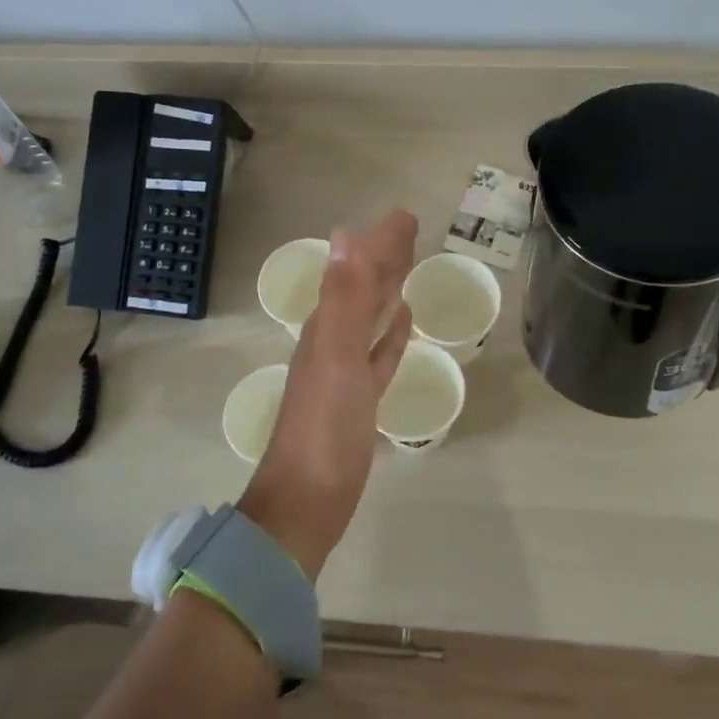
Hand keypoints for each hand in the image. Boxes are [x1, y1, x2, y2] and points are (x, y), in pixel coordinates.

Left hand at [238, 210, 416, 579]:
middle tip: (411, 230)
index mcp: (326, 328)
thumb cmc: (324, 430)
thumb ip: (344, 299)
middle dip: (384, 258)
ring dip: (388, 291)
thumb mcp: (336, 358)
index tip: (406, 216)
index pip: (356, 272)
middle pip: (362, 290)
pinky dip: (390, 335)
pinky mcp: (359, 399)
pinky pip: (378, 355)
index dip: (380, 243)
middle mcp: (332, 342)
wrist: (307, 502)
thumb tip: (346, 235)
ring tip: (407, 268)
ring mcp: (345, 372)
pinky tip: (404, 324)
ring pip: (370, 318)